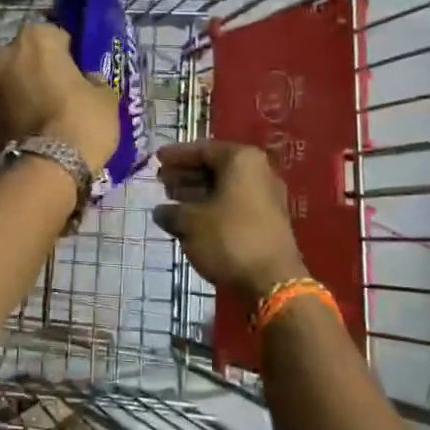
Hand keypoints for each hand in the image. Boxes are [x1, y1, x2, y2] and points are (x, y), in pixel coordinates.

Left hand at [0, 22, 121, 174]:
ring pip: (10, 79)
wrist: (49, 167)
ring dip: (22, 88)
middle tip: (58, 86)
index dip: (68, 52)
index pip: (55, 35)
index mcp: (36, 38)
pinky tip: (34, 128)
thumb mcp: (106, 96)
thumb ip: (94, 80)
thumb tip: (87, 79)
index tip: (78, 69)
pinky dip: (16, 112)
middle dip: (36, 65)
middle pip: (24, 54)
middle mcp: (6, 55)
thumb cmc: (82, 119)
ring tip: (45, 110)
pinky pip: (6, 106)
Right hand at [153, 140, 305, 301]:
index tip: (156, 160)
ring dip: (197, 191)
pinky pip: (233, 202)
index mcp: (241, 160)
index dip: (177, 155)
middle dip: (186, 173)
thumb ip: (171, 212)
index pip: (203, 149)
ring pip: (224, 186)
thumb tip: (161, 211)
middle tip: (161, 181)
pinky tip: (191, 219)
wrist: (273, 281)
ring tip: (170, 200)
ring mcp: (266, 196)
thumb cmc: (229, 239)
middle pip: (215, 166)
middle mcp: (258, 171)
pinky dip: (211, 206)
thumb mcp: (191, 223)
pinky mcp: (267, 219)